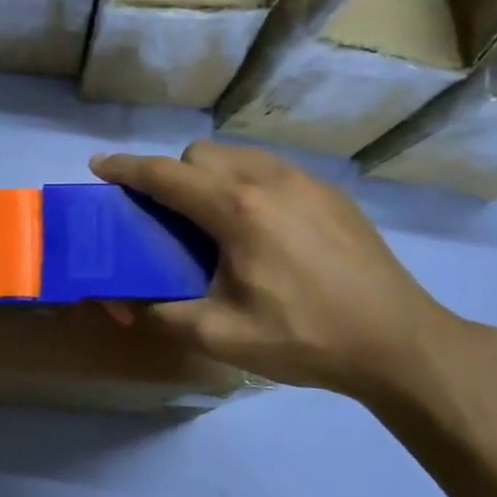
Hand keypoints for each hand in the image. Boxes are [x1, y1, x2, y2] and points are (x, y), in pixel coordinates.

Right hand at [91, 143, 465, 402]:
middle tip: (166, 217)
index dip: (125, 169)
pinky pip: (270, 169)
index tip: (98, 167)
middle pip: (201, 154)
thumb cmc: (303, 338)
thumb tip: (116, 300)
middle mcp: (269, 180)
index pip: (165, 175)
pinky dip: (245, 182)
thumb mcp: (218, 335)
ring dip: (209, 174)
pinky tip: (257, 227)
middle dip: (172, 175)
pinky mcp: (331, 193)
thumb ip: (157, 313)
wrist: (398, 342)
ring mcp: (306, 182)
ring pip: (238, 155)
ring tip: (210, 219)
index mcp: (237, 210)